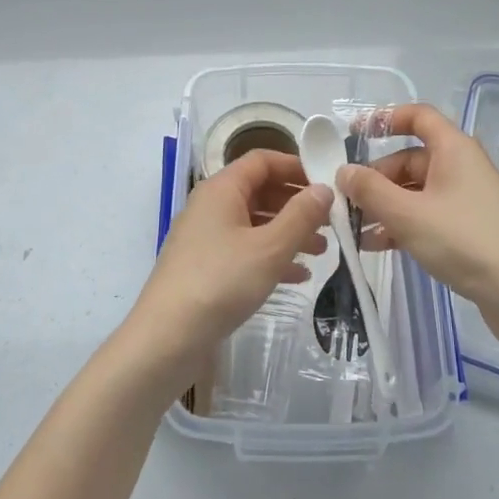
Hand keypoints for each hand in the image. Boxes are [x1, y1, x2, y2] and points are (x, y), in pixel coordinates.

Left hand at [119, 150, 332, 393]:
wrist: (167, 338)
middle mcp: (210, 206)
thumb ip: (301, 215)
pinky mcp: (205, 266)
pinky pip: (244, 249)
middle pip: (259, 191)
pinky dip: (271, 256)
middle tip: (331, 222)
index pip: (262, 160)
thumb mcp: (270, 247)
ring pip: (254, 223)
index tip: (327, 184)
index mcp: (221, 189)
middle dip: (296, 204)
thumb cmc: (221, 282)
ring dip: (288, 232)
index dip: (295, 167)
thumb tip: (324, 188)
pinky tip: (298, 276)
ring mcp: (205, 237)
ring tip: (321, 251)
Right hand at [339, 103, 498, 350]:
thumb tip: (344, 171)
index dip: (385, 119)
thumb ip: (370, 190)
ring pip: (416, 190)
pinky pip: (427, 214)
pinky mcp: (469, 227)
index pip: (418, 117)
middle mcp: (461, 166)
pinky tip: (378, 245)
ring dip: (385, 205)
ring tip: (355, 229)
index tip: (354, 134)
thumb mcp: (407, 214)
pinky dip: (403, 224)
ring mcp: (467, 198)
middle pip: (410, 159)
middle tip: (347, 201)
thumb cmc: (464, 241)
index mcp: (453, 149)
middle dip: (376, 178)